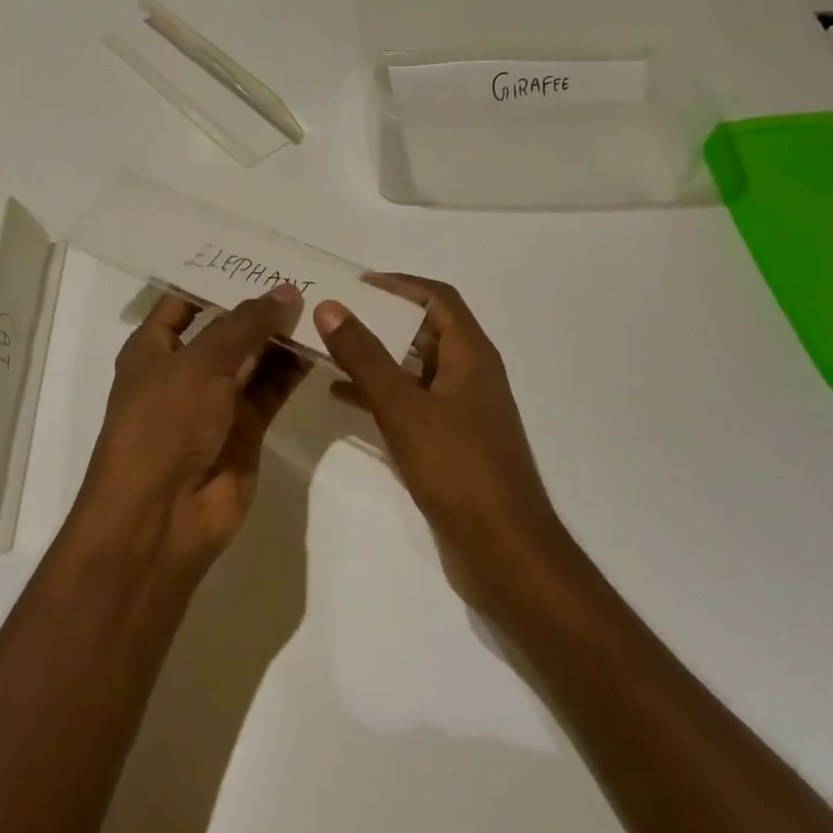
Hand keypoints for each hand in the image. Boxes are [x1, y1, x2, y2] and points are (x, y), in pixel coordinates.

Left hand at [70, 285, 307, 580]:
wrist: (162, 516)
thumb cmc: (165, 424)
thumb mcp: (201, 363)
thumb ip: (246, 325)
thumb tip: (286, 292)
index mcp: (154, 349)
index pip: (184, 302)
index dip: (216, 280)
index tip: (258, 258)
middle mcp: (184, 371)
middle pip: (225, 328)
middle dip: (258, 307)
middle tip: (304, 276)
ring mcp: (216, 402)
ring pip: (253, 358)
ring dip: (281, 336)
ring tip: (321, 303)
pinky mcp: (246, 429)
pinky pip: (272, 389)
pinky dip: (293, 369)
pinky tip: (321, 344)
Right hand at [315, 274, 570, 604]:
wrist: (503, 549)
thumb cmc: (457, 467)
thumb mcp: (403, 406)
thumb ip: (364, 356)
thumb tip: (331, 306)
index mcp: (471, 355)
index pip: (438, 298)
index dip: (400, 284)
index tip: (357, 283)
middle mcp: (471, 375)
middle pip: (425, 330)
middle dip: (382, 319)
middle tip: (334, 314)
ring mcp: (462, 411)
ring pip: (415, 369)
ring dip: (377, 358)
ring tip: (330, 350)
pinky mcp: (452, 443)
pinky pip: (412, 404)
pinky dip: (381, 395)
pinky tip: (343, 399)